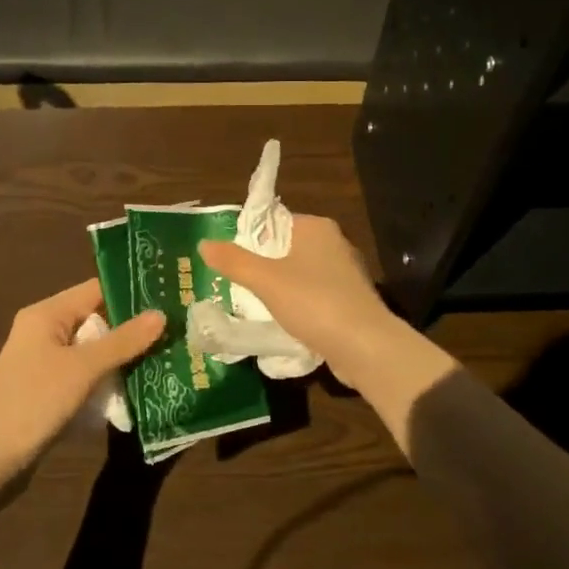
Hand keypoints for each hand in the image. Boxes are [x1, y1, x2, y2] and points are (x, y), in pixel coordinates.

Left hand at [0, 279, 164, 498]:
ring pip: (93, 351)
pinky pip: (84, 375)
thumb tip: (161, 314)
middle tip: (174, 335)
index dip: (132, 295)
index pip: (96, 290)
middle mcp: (44, 331)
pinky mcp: (48, 389)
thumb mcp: (83, 369)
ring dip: (121, 358)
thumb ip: (123, 341)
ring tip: (164, 361)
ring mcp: (44, 362)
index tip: (169, 302)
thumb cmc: (34, 402)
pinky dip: (106, 380)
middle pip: (97, 320)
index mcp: (46, 314)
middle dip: (132, 330)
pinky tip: (134, 390)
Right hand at [199, 215, 407, 392]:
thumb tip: (203, 243)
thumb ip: (234, 261)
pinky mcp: (351, 302)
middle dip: (262, 266)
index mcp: (317, 228)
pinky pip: (315, 297)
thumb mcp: (266, 281)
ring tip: (253, 305)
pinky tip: (282, 323)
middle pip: (286, 249)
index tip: (229, 259)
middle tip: (234, 284)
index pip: (275, 221)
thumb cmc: (314, 303)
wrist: (365, 346)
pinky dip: (299, 307)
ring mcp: (346, 275)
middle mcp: (335, 244)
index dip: (250, 238)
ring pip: (301, 275)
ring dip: (280, 289)